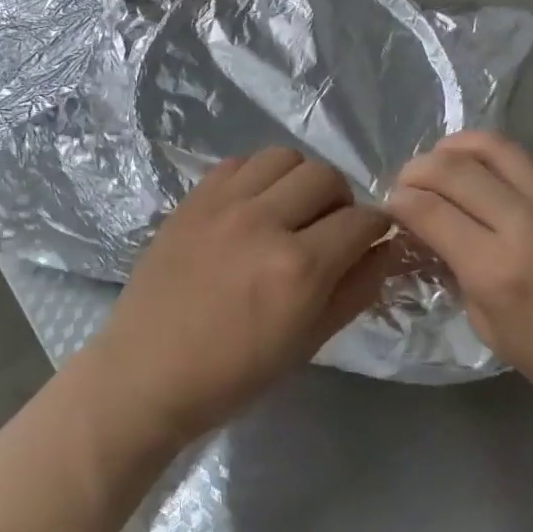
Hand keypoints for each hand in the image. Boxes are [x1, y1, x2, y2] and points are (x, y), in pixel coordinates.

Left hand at [91, 148, 391, 447]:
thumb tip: (385, 249)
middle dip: (341, 200)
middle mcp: (264, 222)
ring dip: (300, 179)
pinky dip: (258, 176)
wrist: (147, 371)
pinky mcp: (194, 198)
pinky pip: (240, 162)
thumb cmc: (233, 374)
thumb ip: (354, 291)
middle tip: (330, 227)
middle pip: (325, 175)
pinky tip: (252, 206)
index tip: (371, 238)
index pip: (361, 220)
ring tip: (291, 209)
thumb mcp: (307, 343)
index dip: (376, 227)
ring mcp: (224, 204)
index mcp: (299, 269)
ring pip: (284, 157)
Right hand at [387, 131, 532, 417]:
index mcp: (496, 269)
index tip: (389, 208)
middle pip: (452, 169)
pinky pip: (519, 159)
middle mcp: (523, 224)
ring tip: (437, 162)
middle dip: (416, 170)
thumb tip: (432, 235)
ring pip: (489, 147)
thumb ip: (456, 273)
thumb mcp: (490, 328)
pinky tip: (474, 171)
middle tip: (405, 184)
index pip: (429, 211)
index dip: (398, 203)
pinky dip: (484, 156)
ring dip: (451, 148)